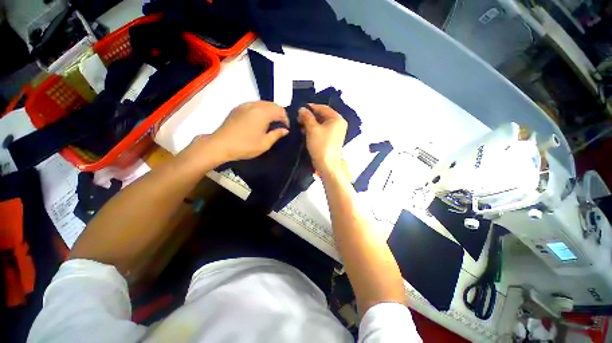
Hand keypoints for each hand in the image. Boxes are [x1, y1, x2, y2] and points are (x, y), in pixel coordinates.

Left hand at [204, 101, 288, 163]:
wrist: (220, 145)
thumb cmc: (245, 146)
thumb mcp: (265, 143)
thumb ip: (277, 134)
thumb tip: (285, 130)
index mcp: (263, 113)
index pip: (280, 110)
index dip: (286, 119)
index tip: (286, 128)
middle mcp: (254, 105)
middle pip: (272, 104)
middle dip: (279, 113)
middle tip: (279, 125)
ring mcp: (244, 105)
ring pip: (263, 103)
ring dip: (270, 111)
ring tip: (270, 123)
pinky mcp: (237, 108)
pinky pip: (254, 105)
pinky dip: (260, 110)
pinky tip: (258, 120)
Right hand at [298, 104, 346, 175]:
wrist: (327, 164)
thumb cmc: (321, 145)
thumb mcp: (312, 129)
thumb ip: (307, 117)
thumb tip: (301, 109)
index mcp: (337, 119)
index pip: (323, 108)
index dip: (311, 107)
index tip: (300, 108)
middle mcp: (338, 124)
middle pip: (322, 116)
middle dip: (310, 116)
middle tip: (298, 117)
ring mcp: (335, 132)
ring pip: (321, 124)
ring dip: (310, 123)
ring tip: (299, 124)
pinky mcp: (331, 139)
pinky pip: (322, 131)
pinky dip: (314, 130)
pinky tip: (304, 131)